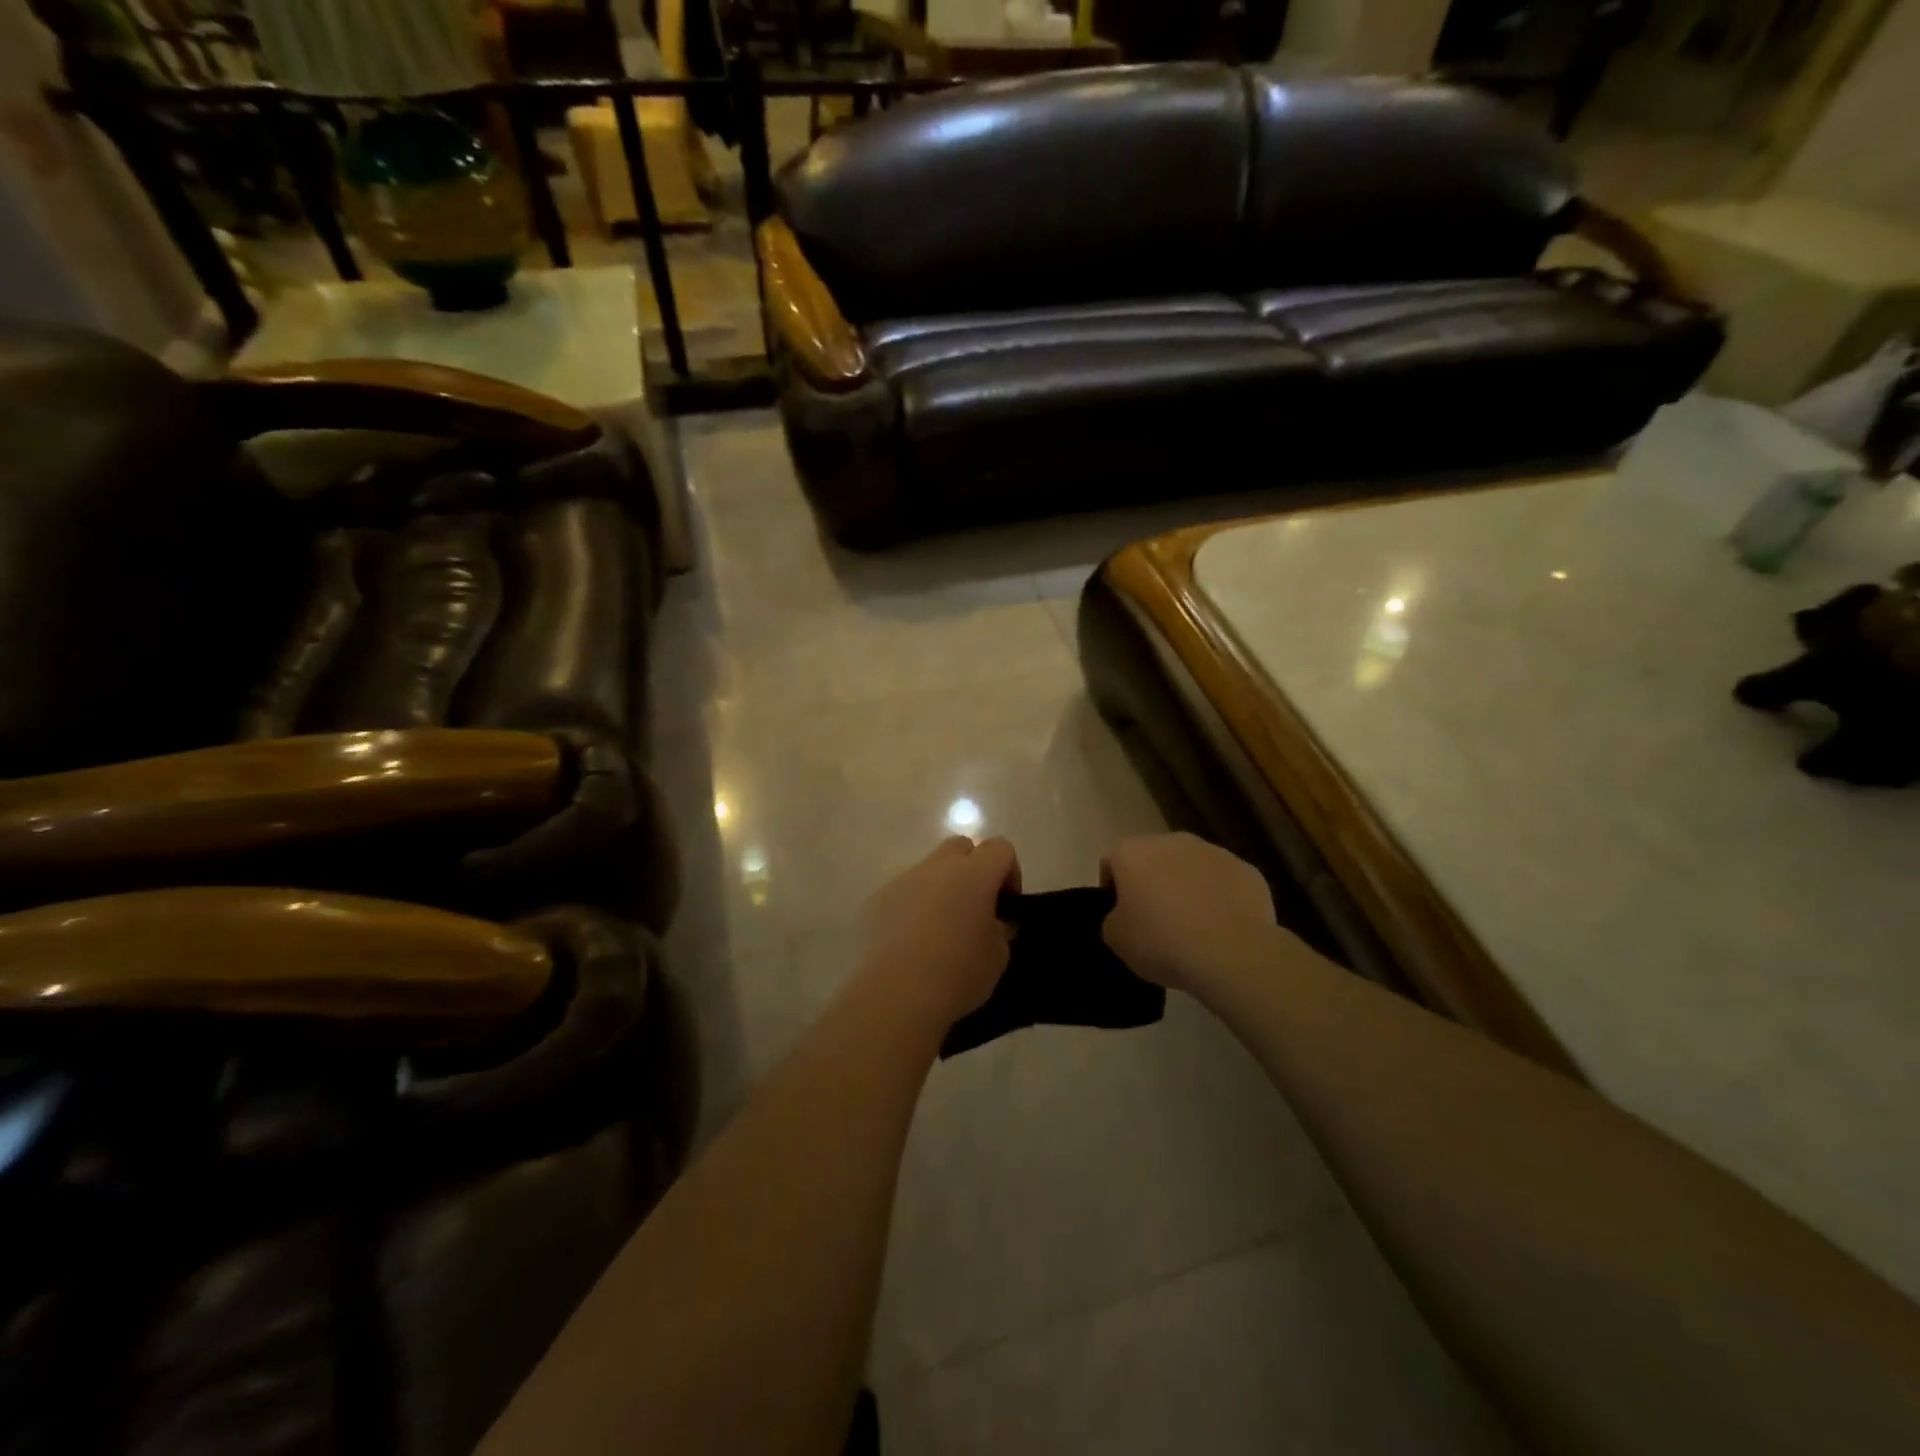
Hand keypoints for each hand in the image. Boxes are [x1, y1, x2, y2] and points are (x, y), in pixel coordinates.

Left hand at [859, 836, 1019, 1025]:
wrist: (897, 994)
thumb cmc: (958, 973)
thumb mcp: (998, 956)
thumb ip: (1000, 929)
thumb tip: (994, 921)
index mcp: (974, 873)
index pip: (1000, 848)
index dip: (1009, 871)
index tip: (1006, 904)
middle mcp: (938, 866)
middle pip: (961, 847)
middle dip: (972, 869)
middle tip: (974, 907)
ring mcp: (903, 880)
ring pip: (929, 870)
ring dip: (940, 888)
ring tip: (939, 930)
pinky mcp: (877, 899)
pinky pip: (902, 892)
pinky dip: (911, 907)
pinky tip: (910, 943)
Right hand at [1101, 833, 1276, 992]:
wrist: (1232, 954)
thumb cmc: (1162, 942)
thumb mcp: (1116, 939)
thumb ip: (1113, 919)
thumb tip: (1125, 915)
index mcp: (1133, 853)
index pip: (1112, 862)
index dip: (1112, 889)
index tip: (1120, 916)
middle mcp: (1172, 841)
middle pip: (1154, 859)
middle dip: (1152, 883)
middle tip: (1155, 921)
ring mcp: (1213, 852)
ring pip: (1191, 867)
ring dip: (1187, 887)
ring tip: (1193, 927)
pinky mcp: (1247, 870)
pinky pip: (1224, 882)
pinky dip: (1220, 898)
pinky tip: (1222, 928)